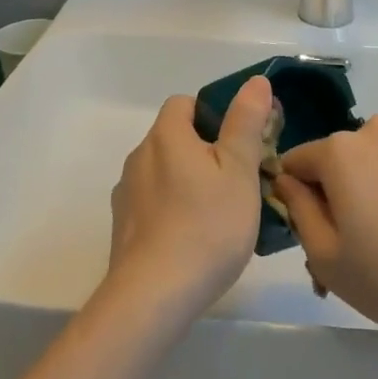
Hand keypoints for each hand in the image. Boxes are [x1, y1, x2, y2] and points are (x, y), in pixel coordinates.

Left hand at [106, 77, 273, 321]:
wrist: (153, 297)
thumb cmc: (206, 226)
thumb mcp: (240, 170)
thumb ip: (246, 122)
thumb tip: (255, 81)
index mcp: (166, 136)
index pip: (185, 104)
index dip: (212, 115)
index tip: (237, 143)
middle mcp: (140, 157)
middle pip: (174, 138)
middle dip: (204, 152)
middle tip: (237, 182)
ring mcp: (127, 195)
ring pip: (164, 173)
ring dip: (187, 183)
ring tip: (218, 217)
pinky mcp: (123, 229)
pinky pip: (153, 205)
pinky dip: (172, 212)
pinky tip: (193, 241)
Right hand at [272, 117, 377, 332]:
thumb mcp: (328, 259)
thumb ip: (298, 211)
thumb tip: (287, 181)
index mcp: (339, 151)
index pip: (296, 163)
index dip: (295, 198)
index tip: (312, 236)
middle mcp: (375, 132)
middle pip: (338, 162)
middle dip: (336, 198)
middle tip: (353, 252)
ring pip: (375, 164)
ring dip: (372, 193)